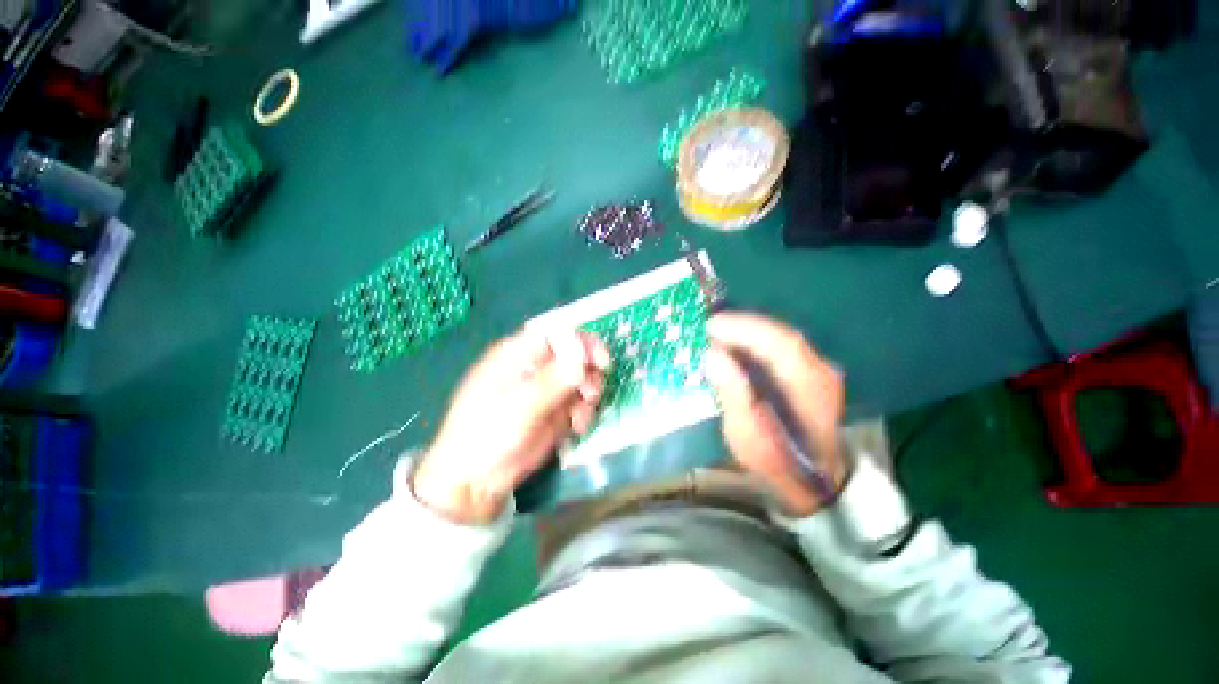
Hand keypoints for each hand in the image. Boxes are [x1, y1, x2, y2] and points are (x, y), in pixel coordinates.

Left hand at [412, 328, 609, 523]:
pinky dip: (585, 411)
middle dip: (589, 370)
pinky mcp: (556, 409)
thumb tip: (582, 352)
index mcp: (518, 354)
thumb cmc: (488, 434)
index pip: (556, 334)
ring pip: (582, 377)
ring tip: (581, 415)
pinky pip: (581, 401)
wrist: (477, 479)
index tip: (600, 361)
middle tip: (591, 392)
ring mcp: (548, 389)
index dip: (581, 342)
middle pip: (574, 354)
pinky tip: (578, 426)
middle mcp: (536, 366)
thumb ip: (553, 379)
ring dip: (589, 393)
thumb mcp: (520, 406)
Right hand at [704, 312, 846, 516]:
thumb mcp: (747, 435)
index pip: (777, 342)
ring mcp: (818, 370)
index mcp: (807, 386)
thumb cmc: (775, 461)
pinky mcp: (810, 373)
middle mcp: (819, 370)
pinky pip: (780, 347)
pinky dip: (756, 341)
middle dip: (742, 325)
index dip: (743, 328)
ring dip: (748, 331)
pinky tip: (737, 346)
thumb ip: (732, 393)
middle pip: (780, 334)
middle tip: (709, 328)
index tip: (711, 326)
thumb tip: (713, 355)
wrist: (811, 480)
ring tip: (718, 334)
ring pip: (780, 337)